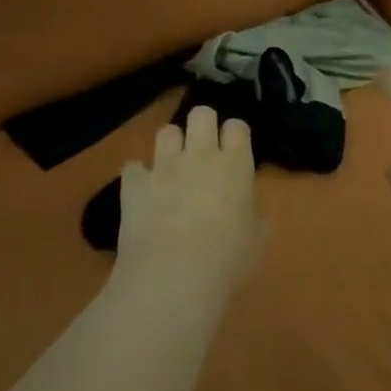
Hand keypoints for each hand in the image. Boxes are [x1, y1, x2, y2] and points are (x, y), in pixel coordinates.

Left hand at [115, 105, 264, 296]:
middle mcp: (200, 156)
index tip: (234, 150)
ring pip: (166, 131)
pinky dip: (138, 176)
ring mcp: (163, 167)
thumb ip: (256, 219)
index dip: (235, 135)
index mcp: (235, 165)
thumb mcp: (257, 242)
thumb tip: (252, 213)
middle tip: (204, 150)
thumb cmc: (227, 261)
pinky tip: (142, 191)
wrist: (173, 277)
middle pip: (201, 114)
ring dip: (171, 145)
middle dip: (203, 125)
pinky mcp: (133, 185)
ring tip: (173, 166)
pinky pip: (133, 167)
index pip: (237, 126)